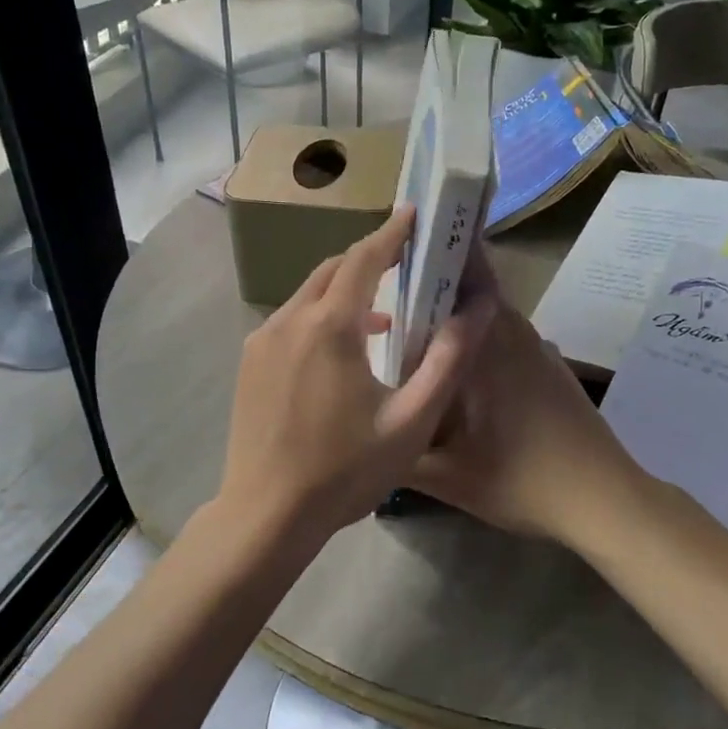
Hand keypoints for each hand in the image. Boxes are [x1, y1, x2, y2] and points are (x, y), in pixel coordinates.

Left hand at [213, 208, 495, 556]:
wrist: (266, 514)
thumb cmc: (345, 471)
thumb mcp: (411, 421)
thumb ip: (446, 361)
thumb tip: (478, 311)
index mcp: (330, 328)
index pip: (363, 259)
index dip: (391, 234)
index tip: (412, 214)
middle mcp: (289, 321)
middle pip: (332, 271)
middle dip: (368, 259)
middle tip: (404, 262)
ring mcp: (261, 341)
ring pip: (308, 296)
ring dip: (345, 294)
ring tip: (383, 317)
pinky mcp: (248, 363)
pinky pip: (290, 322)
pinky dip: (320, 318)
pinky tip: (342, 353)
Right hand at [409, 247, 650, 547]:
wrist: (603, 499)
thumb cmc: (521, 480)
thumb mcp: (446, 475)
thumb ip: (397, 450)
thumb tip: (364, 430)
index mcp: (488, 343)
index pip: (465, 271)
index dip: (436, 246)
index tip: (400, 238)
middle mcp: (514, 333)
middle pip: (471, 287)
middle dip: (433, 279)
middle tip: (385, 290)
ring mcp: (536, 349)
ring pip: (487, 314)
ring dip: (454, 313)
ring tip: (409, 328)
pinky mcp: (549, 368)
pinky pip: (503, 336)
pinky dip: (475, 338)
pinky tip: (452, 370)